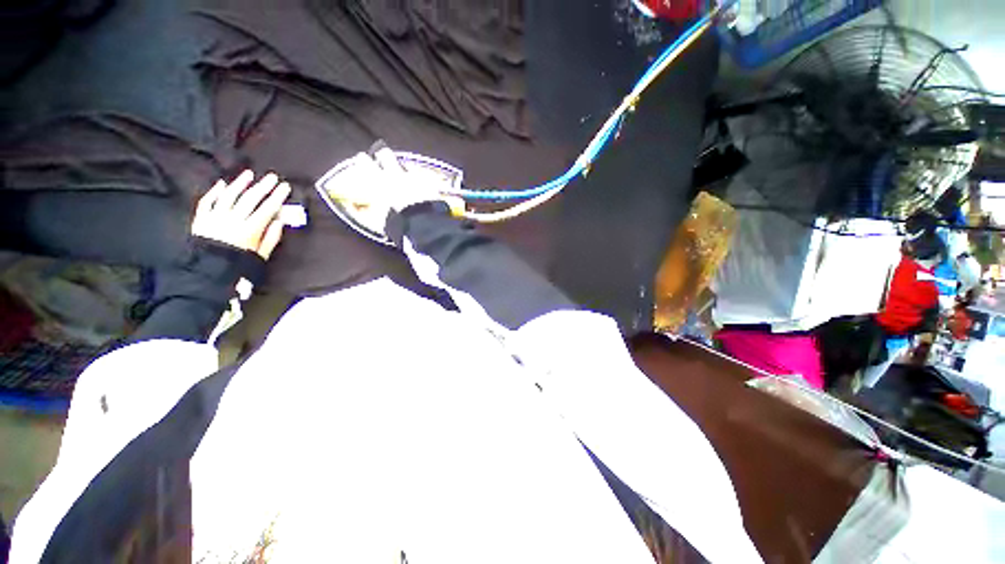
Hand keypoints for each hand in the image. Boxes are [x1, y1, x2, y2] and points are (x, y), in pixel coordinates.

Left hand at [191, 170, 291, 258]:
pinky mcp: (201, 218)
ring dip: (240, 184)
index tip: (285, 187)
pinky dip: (215, 191)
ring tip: (249, 174)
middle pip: (250, 199)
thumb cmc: (239, 264)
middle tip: (272, 177)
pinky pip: (207, 201)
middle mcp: (233, 219)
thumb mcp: (261, 254)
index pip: (267, 208)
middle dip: (263, 187)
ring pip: (229, 196)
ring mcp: (215, 217)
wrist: (207, 272)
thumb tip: (279, 220)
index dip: (277, 196)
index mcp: (250, 229)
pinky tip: (222, 184)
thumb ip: (271, 237)